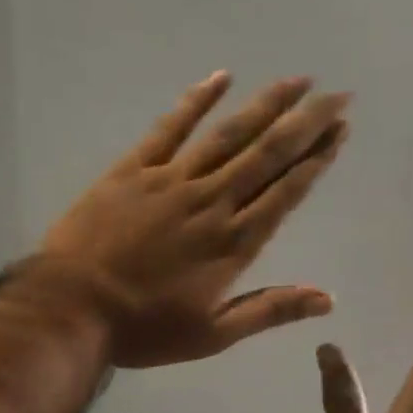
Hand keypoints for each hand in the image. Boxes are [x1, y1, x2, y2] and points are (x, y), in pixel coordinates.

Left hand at [37, 71, 351, 368]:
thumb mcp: (210, 335)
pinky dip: (196, 100)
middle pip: (267, 154)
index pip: (285, 193)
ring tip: (298, 81)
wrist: (72, 308)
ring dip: (266, 105)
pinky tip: (221, 77)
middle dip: (305, 123)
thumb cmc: (142, 329)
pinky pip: (170, 127)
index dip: (315, 161)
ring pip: (228, 134)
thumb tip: (327, 299)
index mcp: (232, 243)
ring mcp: (171, 181)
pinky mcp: (132, 171)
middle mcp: (211, 202)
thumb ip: (268, 311)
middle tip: (337, 96)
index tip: (340, 132)